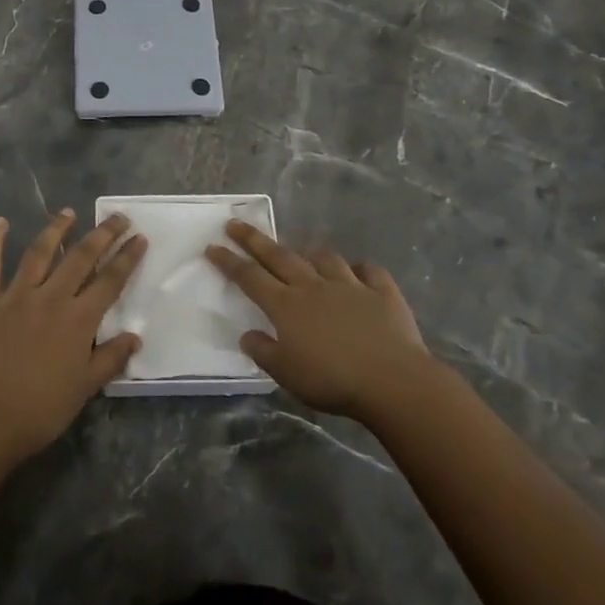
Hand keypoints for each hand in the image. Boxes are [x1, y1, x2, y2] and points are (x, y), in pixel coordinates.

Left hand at [0, 209, 145, 459]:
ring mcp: (15, 295)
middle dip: (103, 234)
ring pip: (39, 252)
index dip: (127, 257)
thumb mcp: (84, 389)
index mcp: (79, 320)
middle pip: (81, 257)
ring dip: (56, 229)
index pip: (110, 281)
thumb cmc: (39, 411)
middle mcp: (51, 297)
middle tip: (118, 217)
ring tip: (69, 212)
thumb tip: (135, 337)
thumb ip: (110, 359)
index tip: (140, 237)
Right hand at [206, 220, 429, 421]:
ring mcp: (349, 285)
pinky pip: (369, 271)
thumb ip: (264, 352)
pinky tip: (358, 273)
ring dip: (310, 253)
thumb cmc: (332, 380)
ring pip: (324, 258)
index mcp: (287, 306)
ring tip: (303, 252)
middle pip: (279, 256)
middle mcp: (313, 286)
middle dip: (254, 239)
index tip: (212, 247)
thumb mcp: (287, 374)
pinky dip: (360, 269)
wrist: (392, 380)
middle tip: (235, 223)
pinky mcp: (382, 292)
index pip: (250, 277)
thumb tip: (248, 335)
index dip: (229, 261)